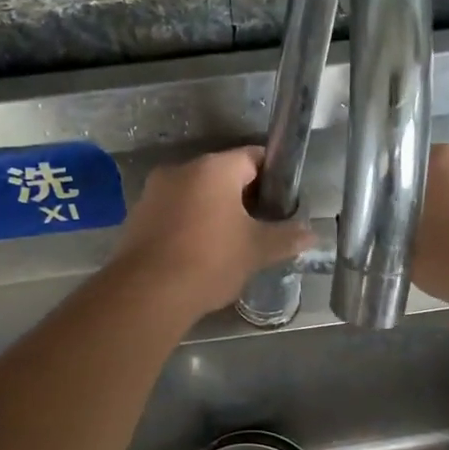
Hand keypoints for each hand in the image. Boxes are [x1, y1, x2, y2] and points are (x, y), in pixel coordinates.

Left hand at [112, 147, 314, 316]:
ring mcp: (154, 192)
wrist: (146, 293)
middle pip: (222, 175)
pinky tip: (199, 253)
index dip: (273, 175)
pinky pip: (173, 212)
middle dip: (243, 196)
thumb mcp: (256, 250)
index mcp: (214, 168)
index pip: (253, 157)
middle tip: (261, 225)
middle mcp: (181, 170)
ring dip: (213, 211)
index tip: (283, 199)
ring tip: (231, 242)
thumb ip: (286, 237)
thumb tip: (311, 233)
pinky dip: (189, 225)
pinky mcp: (137, 217)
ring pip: (195, 194)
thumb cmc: (210, 261)